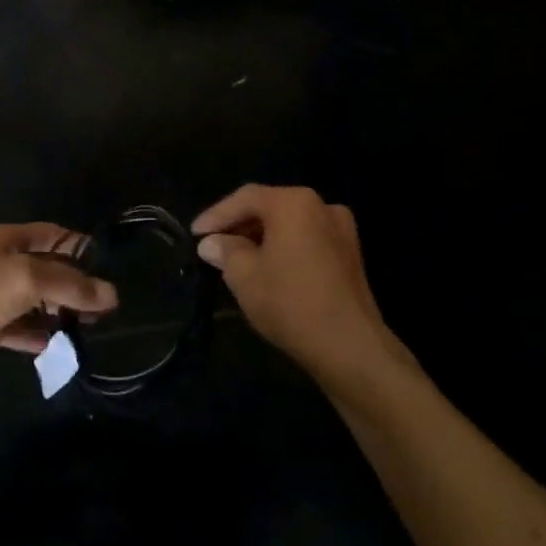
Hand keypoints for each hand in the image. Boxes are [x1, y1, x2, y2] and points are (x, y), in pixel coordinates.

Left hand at [0, 223, 116, 384]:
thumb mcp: (26, 279)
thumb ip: (70, 285)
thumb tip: (112, 295)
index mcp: (10, 241)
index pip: (56, 236)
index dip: (83, 248)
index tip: (114, 270)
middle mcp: (6, 264)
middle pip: (51, 270)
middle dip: (78, 286)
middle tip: (111, 309)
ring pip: (40, 302)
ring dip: (64, 314)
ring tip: (97, 330)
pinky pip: (26, 329)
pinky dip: (44, 337)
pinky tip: (67, 349)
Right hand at [192, 185, 417, 383]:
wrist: (350, 347)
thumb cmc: (290, 302)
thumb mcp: (243, 275)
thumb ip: (225, 251)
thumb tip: (212, 243)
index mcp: (294, 203)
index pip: (245, 198)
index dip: (216, 215)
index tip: (195, 234)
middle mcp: (321, 206)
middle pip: (270, 207)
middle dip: (239, 225)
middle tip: (213, 245)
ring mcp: (342, 231)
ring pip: (290, 225)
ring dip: (261, 237)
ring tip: (236, 258)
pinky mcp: (351, 256)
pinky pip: (307, 240)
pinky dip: (284, 248)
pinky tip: (268, 268)